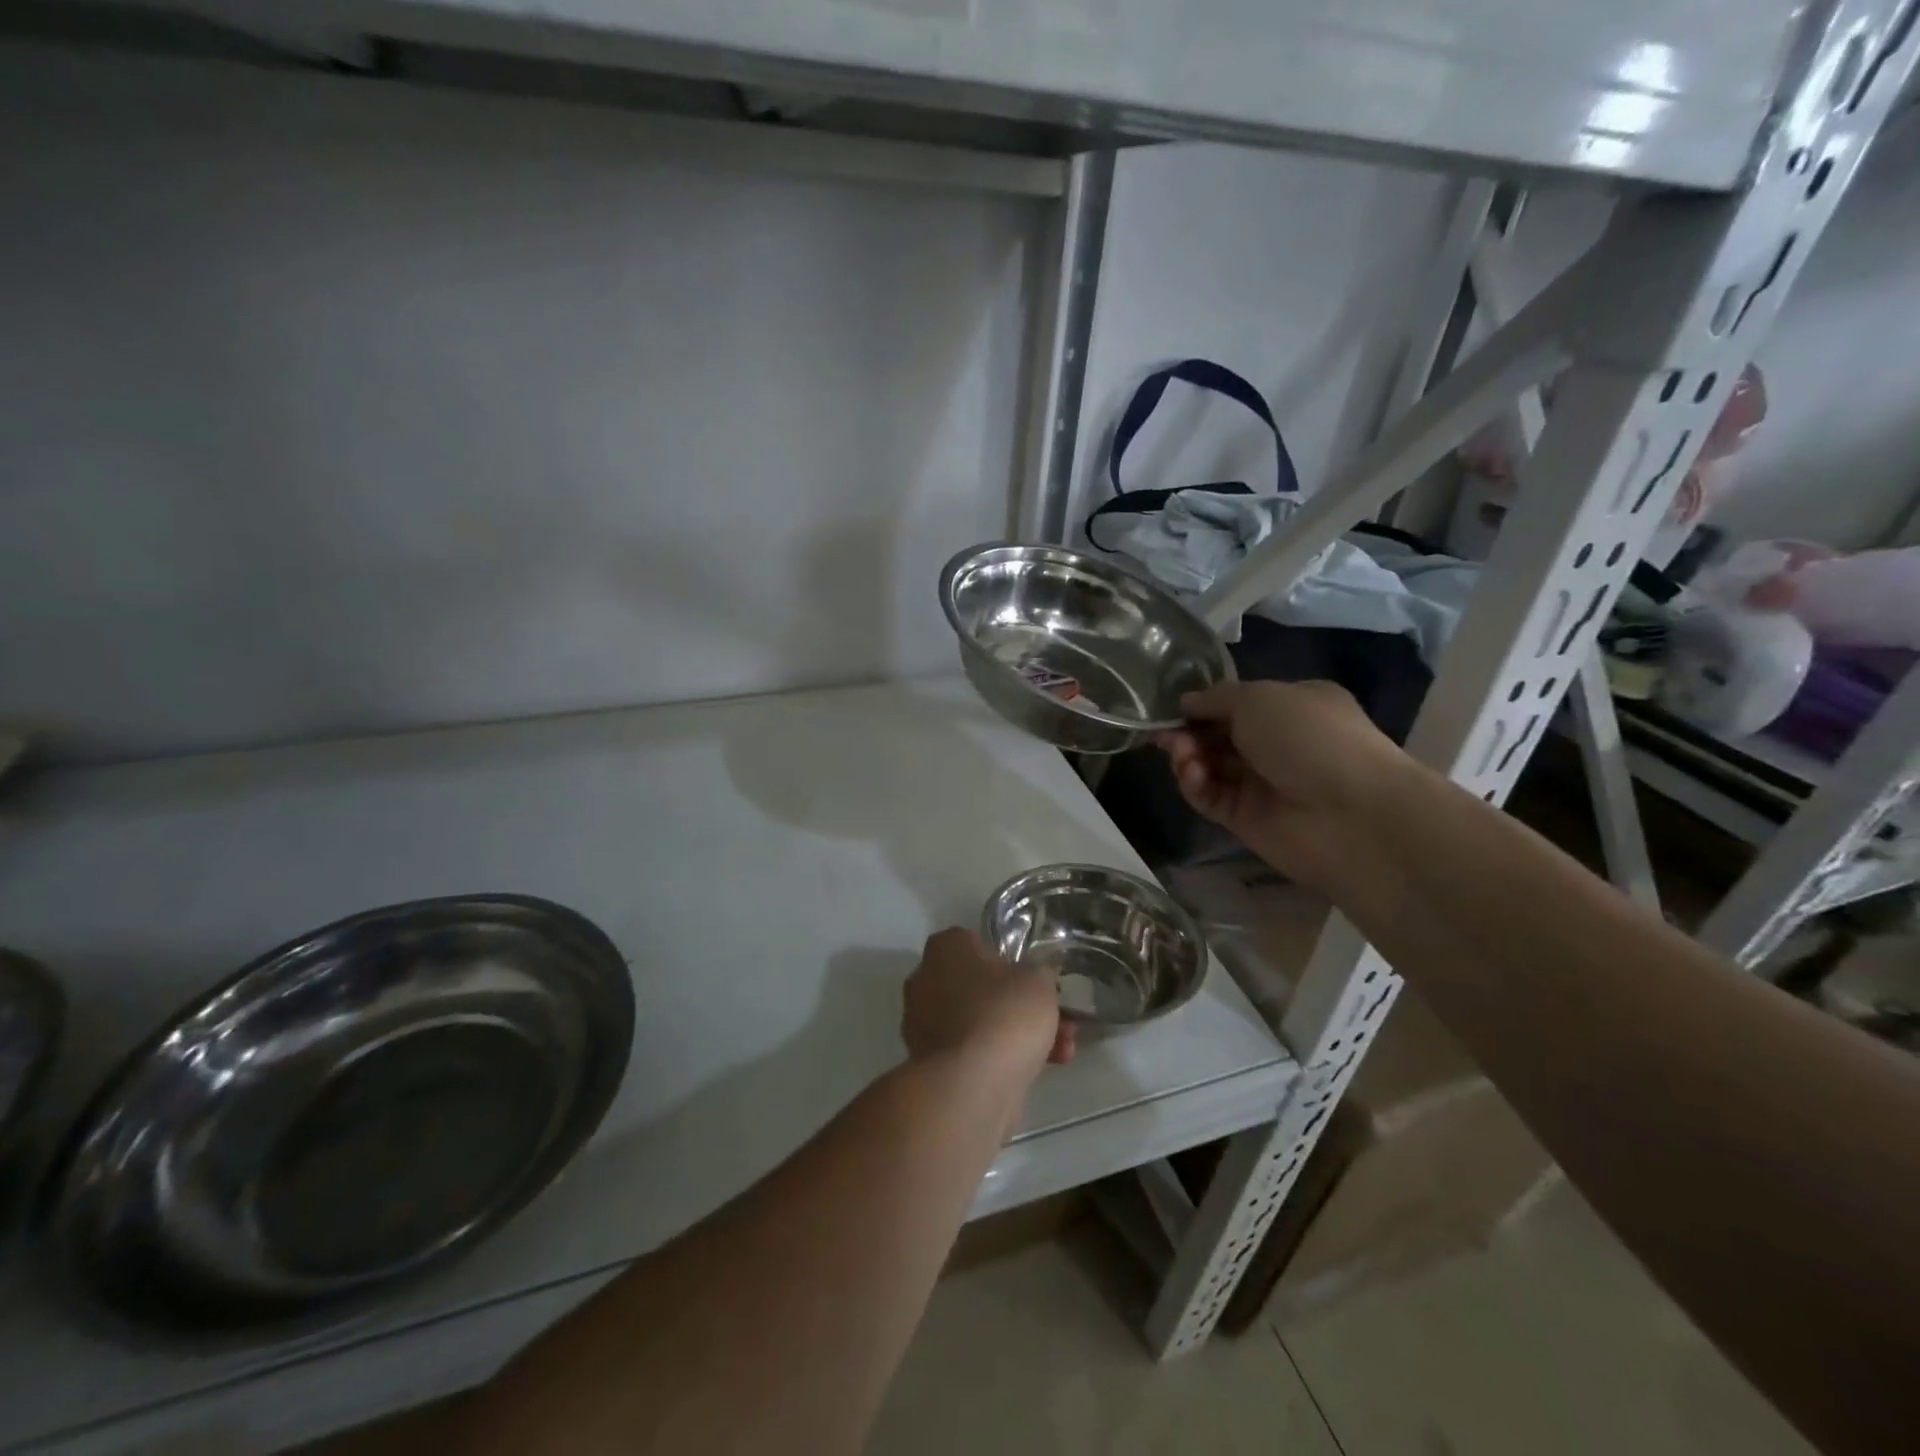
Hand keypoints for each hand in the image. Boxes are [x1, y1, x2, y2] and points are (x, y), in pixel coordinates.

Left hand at [903, 929, 1073, 1081]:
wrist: (971, 1085)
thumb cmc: (1003, 1014)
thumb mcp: (1039, 980)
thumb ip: (1039, 972)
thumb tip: (1036, 978)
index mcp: (945, 947)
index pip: (978, 943)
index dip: (1011, 961)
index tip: (1036, 980)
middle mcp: (926, 980)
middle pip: (982, 987)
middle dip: (1021, 1005)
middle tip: (1057, 1019)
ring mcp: (924, 1024)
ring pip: (982, 1021)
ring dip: (1019, 1033)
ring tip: (1062, 1051)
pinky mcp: (932, 1063)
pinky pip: (974, 1050)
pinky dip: (1003, 1057)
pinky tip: (1042, 1070)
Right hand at [1157, 680, 1409, 890]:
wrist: (1351, 814)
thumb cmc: (1310, 736)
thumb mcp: (1259, 696)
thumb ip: (1215, 698)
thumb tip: (1186, 703)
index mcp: (1293, 706)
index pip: (1238, 703)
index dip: (1204, 704)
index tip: (1175, 707)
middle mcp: (1278, 743)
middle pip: (1218, 735)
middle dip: (1189, 731)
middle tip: (1167, 734)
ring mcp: (1262, 783)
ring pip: (1210, 766)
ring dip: (1188, 757)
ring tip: (1182, 755)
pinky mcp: (1246, 819)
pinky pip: (1210, 796)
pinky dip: (1195, 784)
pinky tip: (1193, 775)